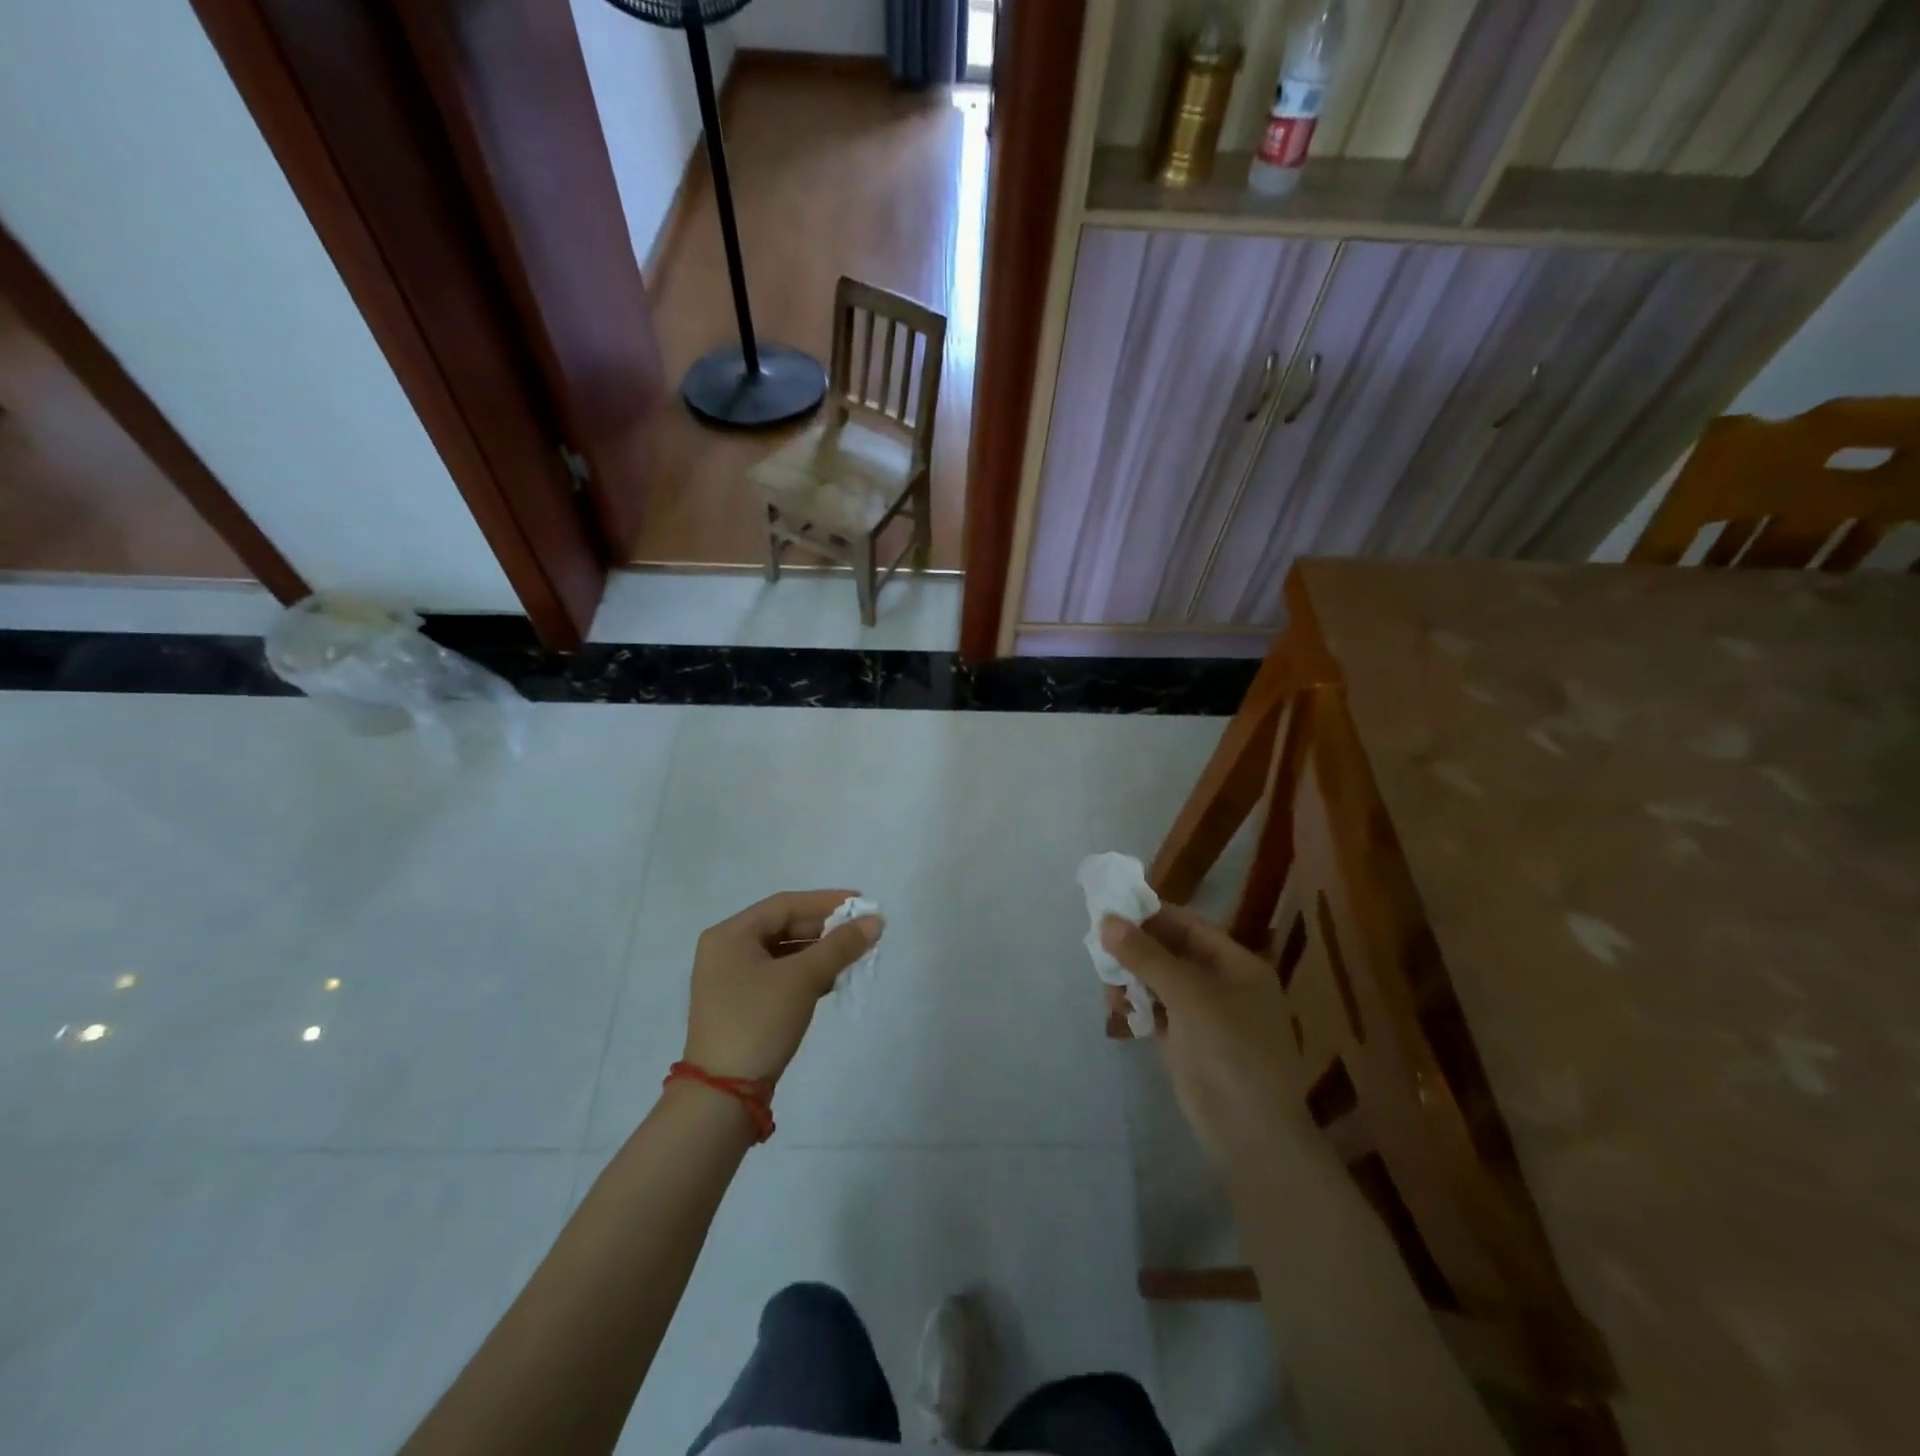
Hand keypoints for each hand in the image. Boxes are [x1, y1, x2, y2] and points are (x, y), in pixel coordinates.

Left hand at [684, 890, 883, 1083]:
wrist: (724, 1095)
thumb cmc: (758, 1021)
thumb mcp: (802, 979)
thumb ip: (840, 946)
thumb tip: (875, 921)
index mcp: (730, 935)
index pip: (785, 905)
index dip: (827, 901)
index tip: (862, 903)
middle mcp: (727, 950)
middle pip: (784, 927)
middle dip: (825, 929)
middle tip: (863, 931)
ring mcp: (732, 980)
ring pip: (784, 953)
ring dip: (820, 953)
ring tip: (855, 955)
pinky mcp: (742, 1005)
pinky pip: (780, 976)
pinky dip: (806, 974)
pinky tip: (833, 980)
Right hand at [1101, 904, 1308, 1167]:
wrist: (1251, 1136)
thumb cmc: (1230, 1052)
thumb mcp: (1189, 996)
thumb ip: (1147, 956)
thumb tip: (1107, 920)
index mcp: (1238, 966)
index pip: (1190, 926)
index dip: (1152, 915)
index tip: (1112, 909)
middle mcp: (1223, 986)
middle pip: (1172, 953)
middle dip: (1136, 949)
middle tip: (1099, 948)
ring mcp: (1204, 1017)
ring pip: (1159, 983)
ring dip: (1132, 979)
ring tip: (1109, 988)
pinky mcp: (1186, 1045)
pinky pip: (1156, 1012)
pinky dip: (1136, 1006)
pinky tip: (1117, 1009)